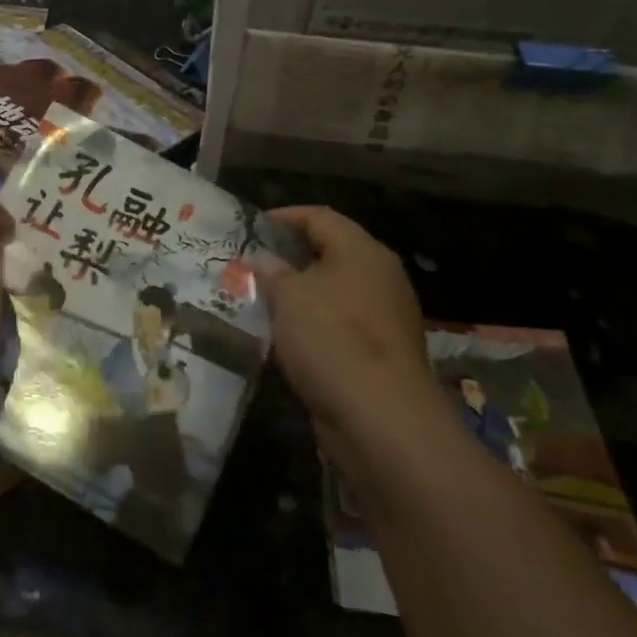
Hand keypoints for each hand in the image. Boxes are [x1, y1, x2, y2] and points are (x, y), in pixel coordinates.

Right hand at [259, 206, 434, 447]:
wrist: (383, 420)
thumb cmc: (332, 340)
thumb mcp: (288, 297)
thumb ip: (272, 271)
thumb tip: (263, 259)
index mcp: (362, 250)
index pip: (319, 216)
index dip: (283, 217)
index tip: (250, 227)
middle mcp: (380, 275)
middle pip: (330, 252)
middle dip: (289, 257)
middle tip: (252, 264)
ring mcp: (386, 315)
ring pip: (334, 291)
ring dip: (300, 293)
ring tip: (262, 299)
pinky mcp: (383, 352)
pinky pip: (341, 324)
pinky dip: (314, 324)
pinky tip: (287, 337)